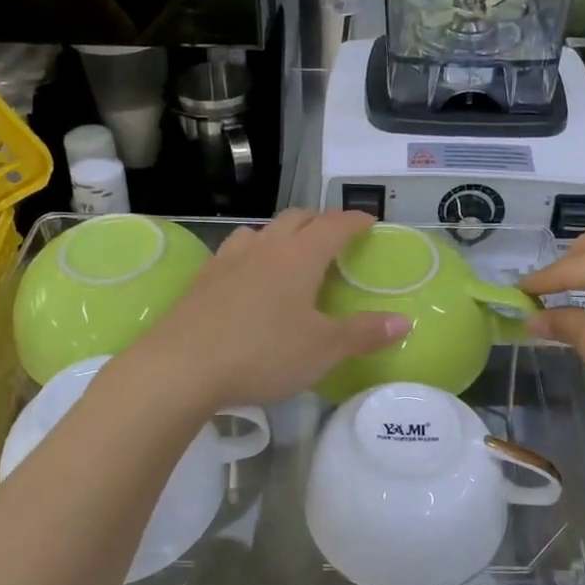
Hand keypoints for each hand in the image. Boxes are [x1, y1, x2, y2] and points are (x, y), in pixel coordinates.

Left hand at [128, 210, 410, 407]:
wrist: (180, 366)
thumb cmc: (262, 353)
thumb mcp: (322, 349)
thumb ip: (363, 333)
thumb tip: (404, 320)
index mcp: (299, 257)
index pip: (334, 225)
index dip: (354, 220)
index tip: (369, 222)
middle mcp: (265, 248)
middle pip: (296, 219)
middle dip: (319, 221)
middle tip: (334, 237)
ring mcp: (229, 260)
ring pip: (261, 231)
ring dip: (281, 233)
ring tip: (289, 252)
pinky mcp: (202, 279)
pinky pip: (233, 251)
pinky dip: (251, 253)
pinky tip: (246, 276)